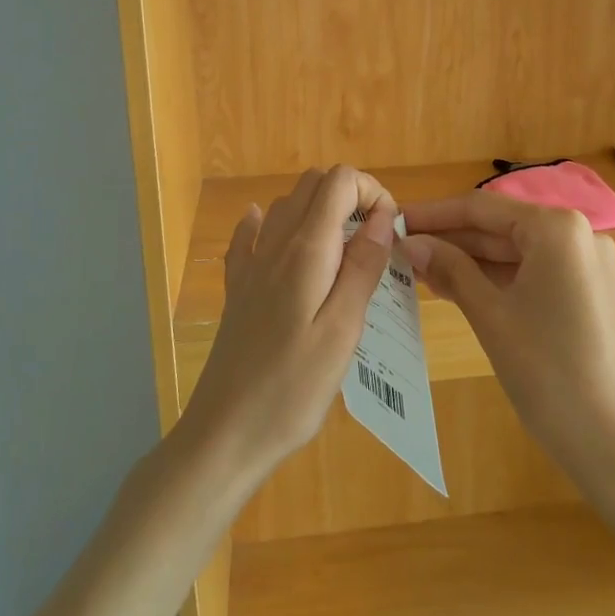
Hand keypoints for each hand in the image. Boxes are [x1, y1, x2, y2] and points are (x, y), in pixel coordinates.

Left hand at [176, 166, 395, 490]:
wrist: (224, 434)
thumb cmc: (293, 388)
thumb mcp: (343, 330)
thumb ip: (363, 267)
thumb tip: (382, 216)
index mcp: (305, 251)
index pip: (338, 181)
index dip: (370, 191)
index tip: (389, 231)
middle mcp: (274, 245)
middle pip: (312, 184)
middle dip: (350, 197)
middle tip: (374, 242)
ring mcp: (250, 265)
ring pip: (285, 205)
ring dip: (320, 212)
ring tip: (345, 254)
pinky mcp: (237, 289)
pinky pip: (249, 235)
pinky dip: (270, 224)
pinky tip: (278, 239)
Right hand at [400, 192, 614, 490]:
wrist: (613, 442)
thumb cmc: (547, 372)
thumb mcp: (490, 315)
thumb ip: (450, 269)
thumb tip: (410, 242)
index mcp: (557, 229)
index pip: (482, 208)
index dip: (435, 214)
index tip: (395, 221)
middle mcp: (578, 234)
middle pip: (500, 227)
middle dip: (451, 239)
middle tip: (401, 249)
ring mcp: (585, 263)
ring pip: (514, 251)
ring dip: (469, 261)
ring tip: (418, 270)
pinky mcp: (586, 291)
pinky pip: (531, 272)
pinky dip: (495, 279)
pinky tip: (455, 287)